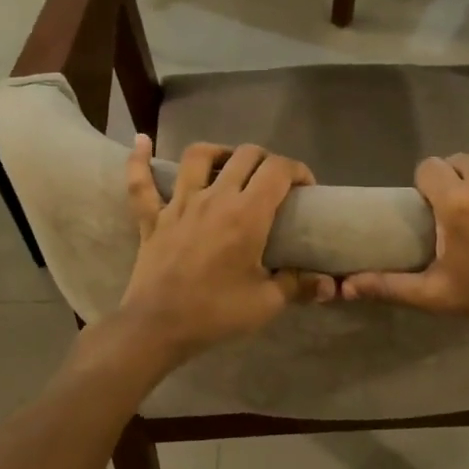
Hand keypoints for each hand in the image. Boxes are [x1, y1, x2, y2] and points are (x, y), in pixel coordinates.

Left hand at [118, 136, 335, 363]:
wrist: (158, 327)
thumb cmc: (216, 313)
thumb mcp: (267, 303)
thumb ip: (299, 285)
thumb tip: (328, 284)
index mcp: (247, 214)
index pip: (278, 170)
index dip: (298, 171)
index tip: (306, 189)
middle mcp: (214, 198)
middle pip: (245, 155)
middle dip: (267, 160)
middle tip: (274, 182)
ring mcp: (179, 204)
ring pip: (198, 156)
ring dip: (219, 152)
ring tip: (229, 164)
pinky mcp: (152, 218)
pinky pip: (141, 182)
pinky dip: (140, 160)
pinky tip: (142, 141)